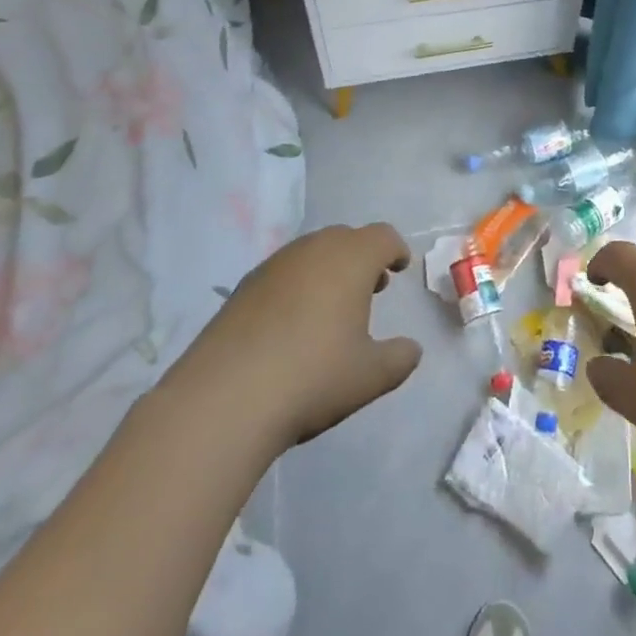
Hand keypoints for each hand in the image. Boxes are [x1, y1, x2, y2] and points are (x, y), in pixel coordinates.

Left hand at [162, 223, 421, 454]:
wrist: (224, 398)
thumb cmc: (312, 377)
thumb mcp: (369, 376)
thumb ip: (399, 359)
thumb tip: (412, 350)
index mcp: (351, 258)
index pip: (382, 237)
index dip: (395, 250)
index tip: (399, 268)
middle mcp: (314, 249)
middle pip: (346, 238)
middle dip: (362, 258)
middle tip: (371, 289)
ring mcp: (275, 264)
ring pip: (312, 252)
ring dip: (329, 270)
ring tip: (331, 308)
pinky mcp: (244, 286)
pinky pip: (284, 272)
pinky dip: (298, 285)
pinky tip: (292, 325)